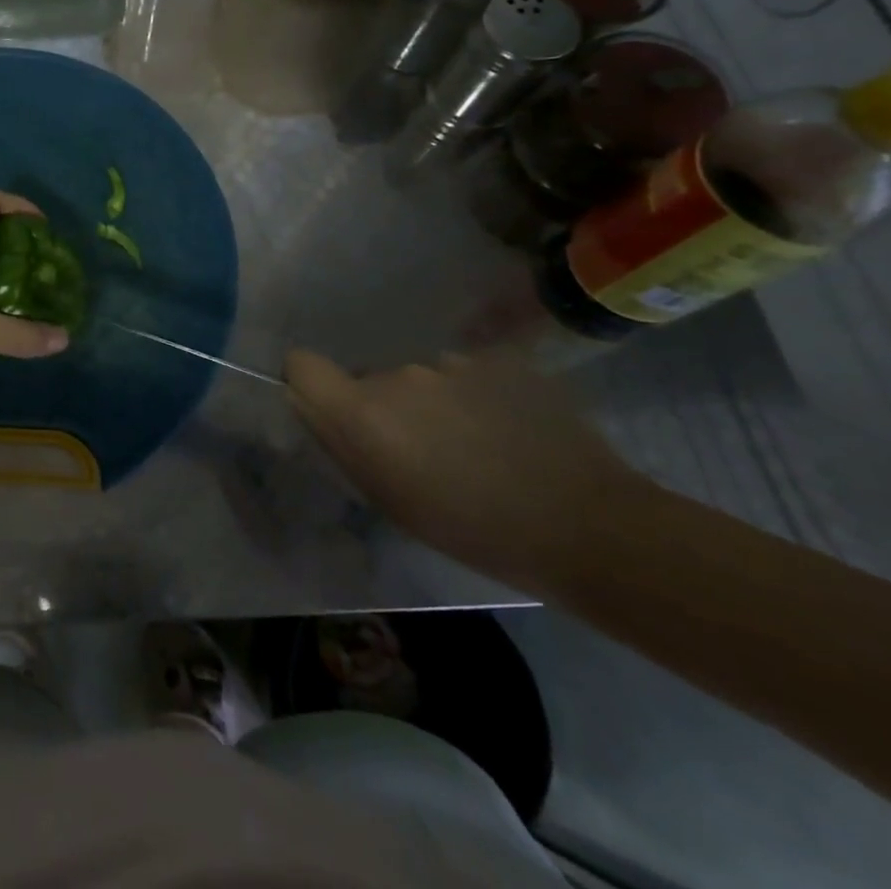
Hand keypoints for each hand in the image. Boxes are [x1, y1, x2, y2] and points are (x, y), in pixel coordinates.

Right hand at [284, 349, 651, 590]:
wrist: (589, 526)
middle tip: (422, 451)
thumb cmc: (474, 530)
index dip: (309, 384)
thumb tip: (312, 407)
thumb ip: (342, 444)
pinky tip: (509, 432)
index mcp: (362, 410)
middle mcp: (397, 374)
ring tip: (476, 445)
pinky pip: (465, 373)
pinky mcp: (498, 360)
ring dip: (432, 403)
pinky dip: (475, 397)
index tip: (332, 413)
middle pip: (368, 377)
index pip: (301, 364)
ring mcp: (451, 362)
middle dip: (384, 407)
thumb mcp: (388, 500)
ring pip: (419, 377)